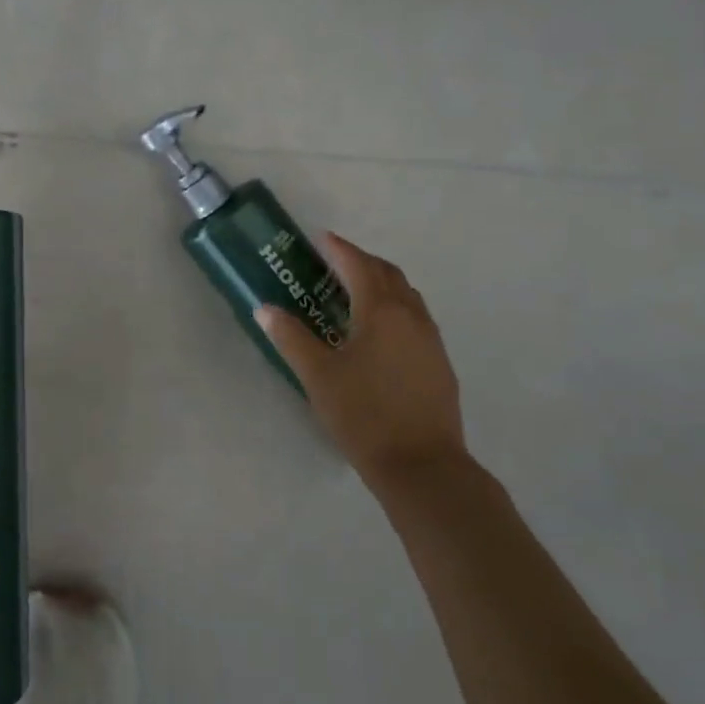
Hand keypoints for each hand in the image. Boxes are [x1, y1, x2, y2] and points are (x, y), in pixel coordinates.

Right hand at [256, 232, 468, 486]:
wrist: (422, 465)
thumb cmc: (363, 415)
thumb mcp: (318, 376)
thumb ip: (291, 338)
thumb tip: (265, 309)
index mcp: (381, 311)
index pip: (358, 265)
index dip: (338, 249)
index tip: (320, 238)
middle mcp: (411, 315)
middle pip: (387, 274)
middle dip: (361, 262)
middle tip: (333, 264)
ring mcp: (431, 339)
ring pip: (406, 295)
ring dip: (381, 284)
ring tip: (355, 293)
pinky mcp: (439, 362)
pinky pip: (416, 318)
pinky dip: (395, 308)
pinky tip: (379, 333)